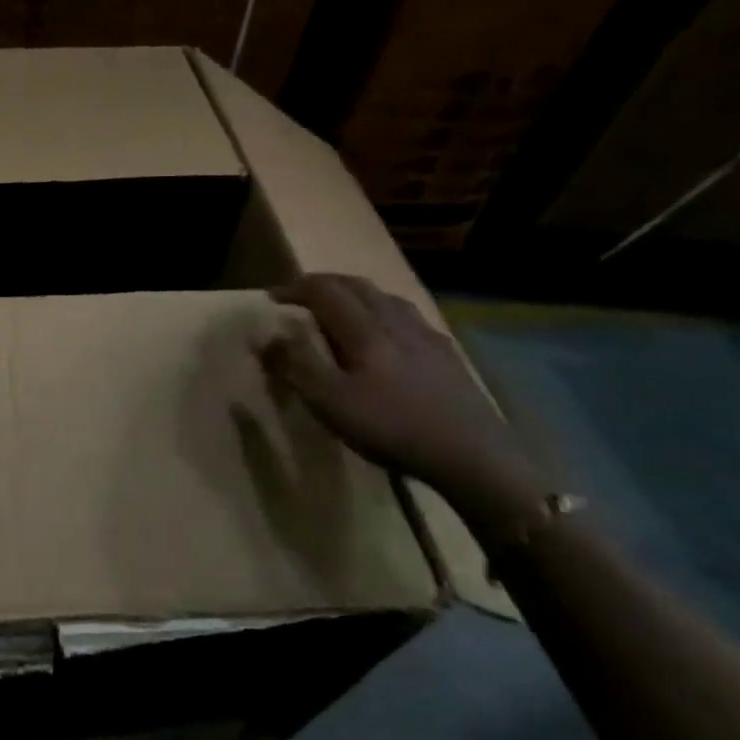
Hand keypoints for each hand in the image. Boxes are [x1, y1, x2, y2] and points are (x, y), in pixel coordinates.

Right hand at [264, 275, 544, 509]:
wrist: (475, 456)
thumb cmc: (392, 427)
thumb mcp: (330, 402)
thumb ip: (295, 365)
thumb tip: (265, 335)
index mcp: (365, 330)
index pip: (325, 291)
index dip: (295, 288)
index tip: (271, 298)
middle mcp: (396, 322)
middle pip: (358, 286)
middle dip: (324, 284)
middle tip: (301, 294)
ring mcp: (427, 337)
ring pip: (386, 298)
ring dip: (356, 294)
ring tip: (341, 307)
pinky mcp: (447, 356)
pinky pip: (409, 318)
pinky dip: (384, 312)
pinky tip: (388, 334)